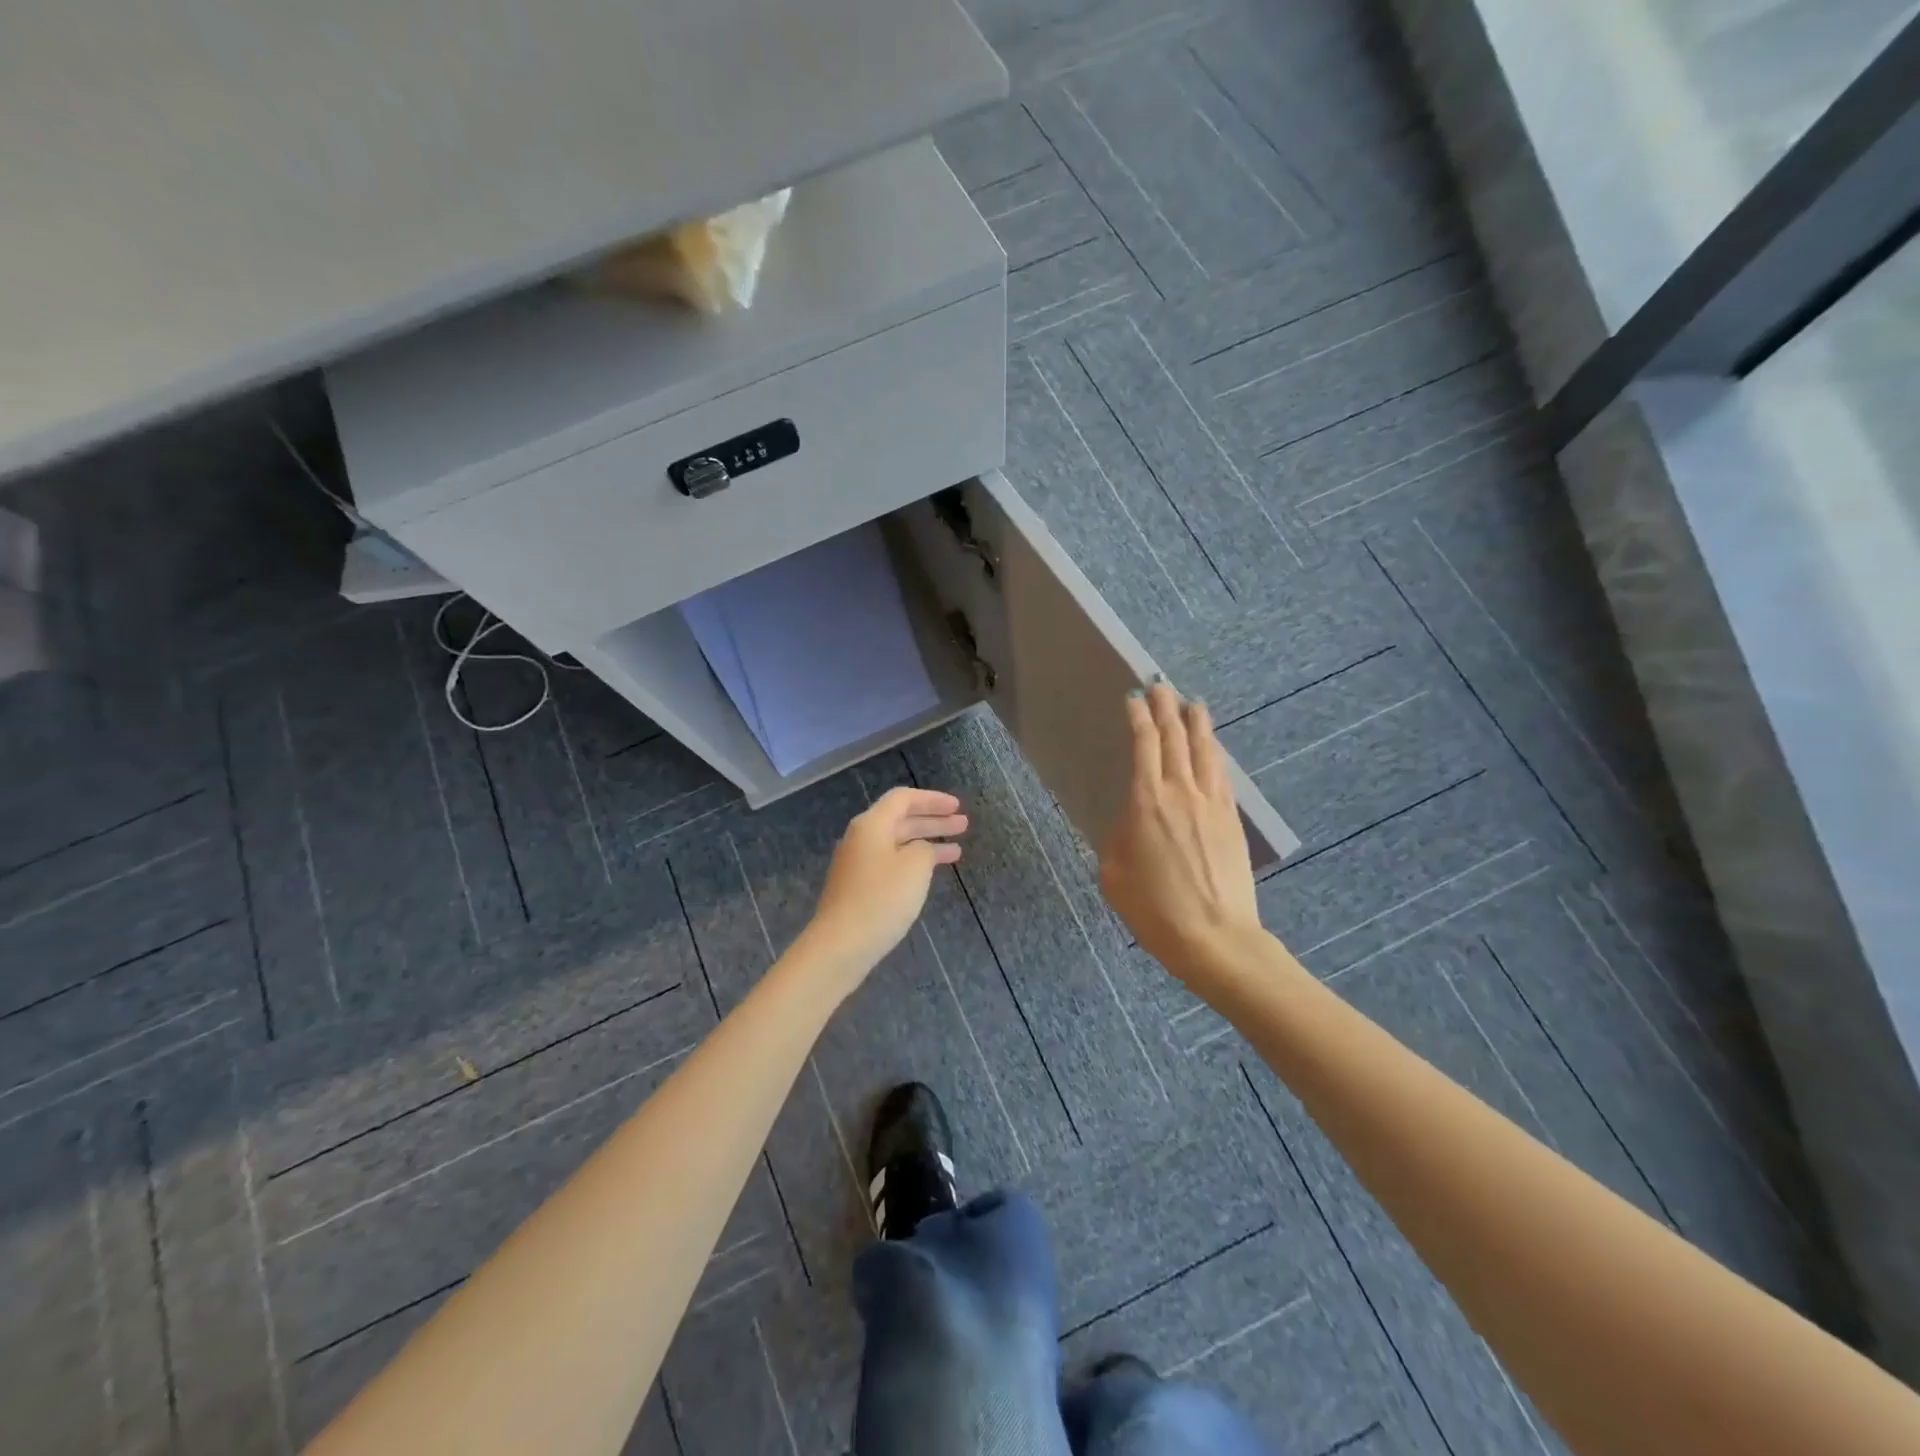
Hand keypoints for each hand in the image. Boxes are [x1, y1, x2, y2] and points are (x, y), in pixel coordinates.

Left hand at [801, 786, 967, 991]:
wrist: (841, 945)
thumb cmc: (881, 899)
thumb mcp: (914, 867)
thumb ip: (924, 849)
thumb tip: (920, 850)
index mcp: (871, 824)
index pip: (903, 799)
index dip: (932, 800)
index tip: (957, 807)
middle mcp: (861, 838)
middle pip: (901, 820)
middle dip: (933, 821)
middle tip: (963, 825)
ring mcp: (857, 864)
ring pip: (898, 844)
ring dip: (927, 843)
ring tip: (957, 852)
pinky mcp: (858, 888)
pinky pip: (891, 864)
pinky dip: (914, 863)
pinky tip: (929, 874)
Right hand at [1099, 681, 1262, 978]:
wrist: (1215, 938)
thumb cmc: (1154, 909)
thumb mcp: (1113, 874)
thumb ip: (1118, 837)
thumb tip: (1132, 821)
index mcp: (1146, 801)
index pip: (1144, 744)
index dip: (1138, 717)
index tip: (1134, 698)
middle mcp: (1181, 791)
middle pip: (1175, 737)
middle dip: (1166, 707)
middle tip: (1161, 686)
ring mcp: (1212, 803)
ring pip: (1205, 750)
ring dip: (1197, 723)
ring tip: (1192, 703)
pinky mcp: (1231, 819)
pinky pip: (1221, 774)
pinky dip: (1214, 753)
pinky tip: (1212, 748)